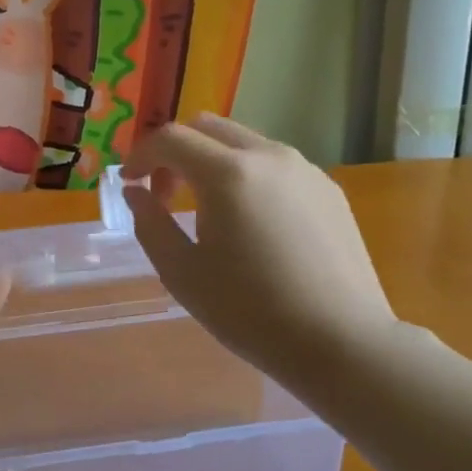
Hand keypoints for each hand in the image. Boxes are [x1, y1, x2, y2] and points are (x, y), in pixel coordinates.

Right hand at [123, 115, 398, 385]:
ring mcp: (305, 169)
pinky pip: (275, 166)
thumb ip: (150, 224)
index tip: (129, 183)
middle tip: (164, 194)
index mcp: (228, 174)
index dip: (141, 155)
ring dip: (212, 162)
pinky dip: (248, 176)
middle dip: (176, 151)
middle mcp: (269, 156)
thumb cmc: (251, 312)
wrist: (341, 342)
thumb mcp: (182, 274)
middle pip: (208, 128)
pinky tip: (251, 224)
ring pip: (244, 143)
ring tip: (208, 211)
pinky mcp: (328, 189)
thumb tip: (135, 193)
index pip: (171, 138)